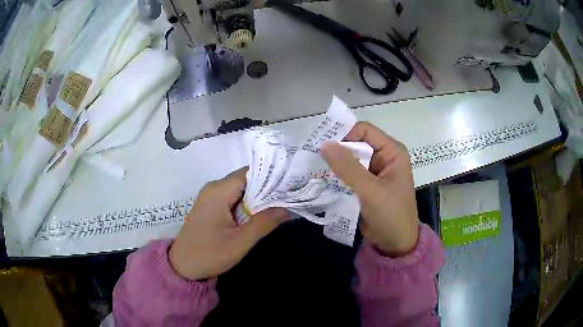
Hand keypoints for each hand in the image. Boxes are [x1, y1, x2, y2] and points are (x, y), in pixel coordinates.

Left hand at [169, 168, 287, 279]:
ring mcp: (211, 195)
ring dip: (258, 198)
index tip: (290, 186)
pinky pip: (233, 197)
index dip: (271, 178)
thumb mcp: (239, 242)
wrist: (182, 265)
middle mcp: (214, 187)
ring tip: (279, 205)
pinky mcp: (211, 205)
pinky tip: (260, 214)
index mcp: (219, 191)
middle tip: (288, 198)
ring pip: (241, 189)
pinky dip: (248, 204)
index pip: (250, 174)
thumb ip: (264, 223)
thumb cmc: (209, 254)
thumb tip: (287, 209)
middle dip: (267, 189)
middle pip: (246, 180)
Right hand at [322, 122, 418, 256]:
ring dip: (336, 162)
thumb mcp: (370, 190)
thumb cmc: (390, 215)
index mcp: (392, 151)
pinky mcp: (367, 184)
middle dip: (338, 149)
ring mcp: (375, 170)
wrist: (395, 244)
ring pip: (352, 158)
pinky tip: (324, 178)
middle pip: (357, 143)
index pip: (365, 130)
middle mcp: (384, 156)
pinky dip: (339, 174)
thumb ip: (348, 167)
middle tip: (314, 156)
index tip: (324, 146)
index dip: (345, 134)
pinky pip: (350, 172)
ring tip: (316, 166)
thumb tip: (324, 144)